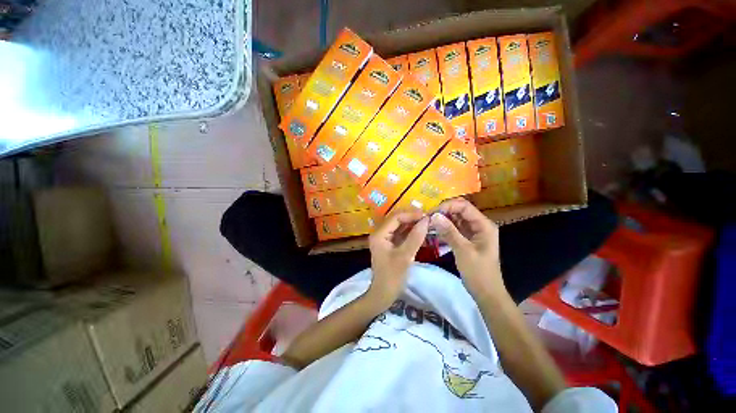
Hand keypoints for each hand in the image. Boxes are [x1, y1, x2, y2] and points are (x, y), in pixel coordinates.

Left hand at [367, 209, 428, 308]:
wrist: (384, 294)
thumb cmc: (392, 276)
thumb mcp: (405, 256)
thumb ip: (415, 238)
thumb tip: (426, 220)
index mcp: (379, 234)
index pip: (395, 218)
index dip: (411, 215)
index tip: (426, 216)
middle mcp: (380, 233)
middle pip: (396, 219)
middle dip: (411, 217)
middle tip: (427, 218)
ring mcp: (385, 239)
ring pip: (399, 226)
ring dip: (412, 224)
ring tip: (426, 223)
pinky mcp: (390, 244)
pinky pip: (400, 234)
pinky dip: (410, 232)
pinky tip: (421, 231)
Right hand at [429, 198, 504, 299]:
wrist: (486, 293)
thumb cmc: (478, 272)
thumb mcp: (463, 250)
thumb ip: (449, 231)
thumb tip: (434, 216)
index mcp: (484, 225)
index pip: (464, 206)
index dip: (447, 206)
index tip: (432, 213)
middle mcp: (479, 225)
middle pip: (460, 211)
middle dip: (443, 212)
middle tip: (428, 218)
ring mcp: (473, 232)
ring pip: (456, 219)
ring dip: (442, 220)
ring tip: (428, 223)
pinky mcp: (467, 239)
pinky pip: (454, 229)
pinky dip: (444, 228)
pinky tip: (434, 230)